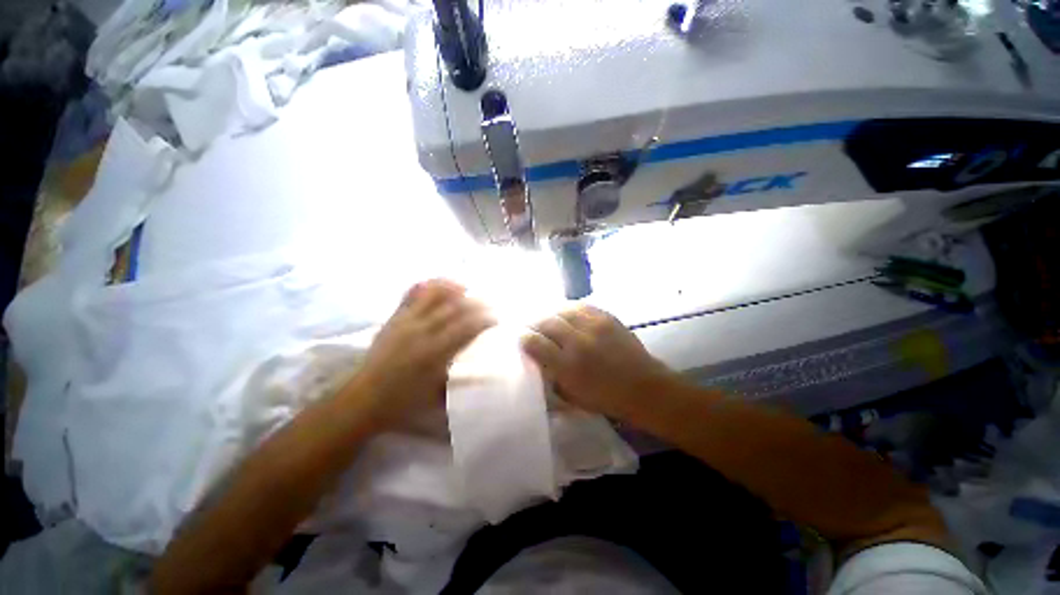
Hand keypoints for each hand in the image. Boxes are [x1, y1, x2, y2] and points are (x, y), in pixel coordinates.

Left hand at [357, 279, 494, 427]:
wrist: (363, 399)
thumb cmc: (404, 402)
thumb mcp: (437, 395)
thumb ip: (459, 376)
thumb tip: (481, 368)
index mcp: (434, 352)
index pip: (465, 327)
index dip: (484, 319)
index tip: (495, 318)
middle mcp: (421, 331)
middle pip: (454, 307)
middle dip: (475, 303)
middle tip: (488, 303)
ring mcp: (405, 321)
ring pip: (433, 294)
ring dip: (453, 288)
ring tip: (466, 288)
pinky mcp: (394, 318)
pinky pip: (411, 294)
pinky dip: (427, 286)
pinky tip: (439, 286)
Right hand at [521, 305, 678, 420]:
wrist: (644, 387)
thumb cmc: (607, 399)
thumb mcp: (572, 397)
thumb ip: (552, 376)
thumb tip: (538, 359)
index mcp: (567, 366)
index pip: (535, 343)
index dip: (525, 338)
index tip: (522, 338)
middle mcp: (578, 341)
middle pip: (546, 321)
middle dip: (535, 323)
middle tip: (533, 327)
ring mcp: (594, 326)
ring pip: (562, 309)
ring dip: (552, 313)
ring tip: (549, 318)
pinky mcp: (607, 317)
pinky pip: (582, 306)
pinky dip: (570, 309)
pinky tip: (568, 313)